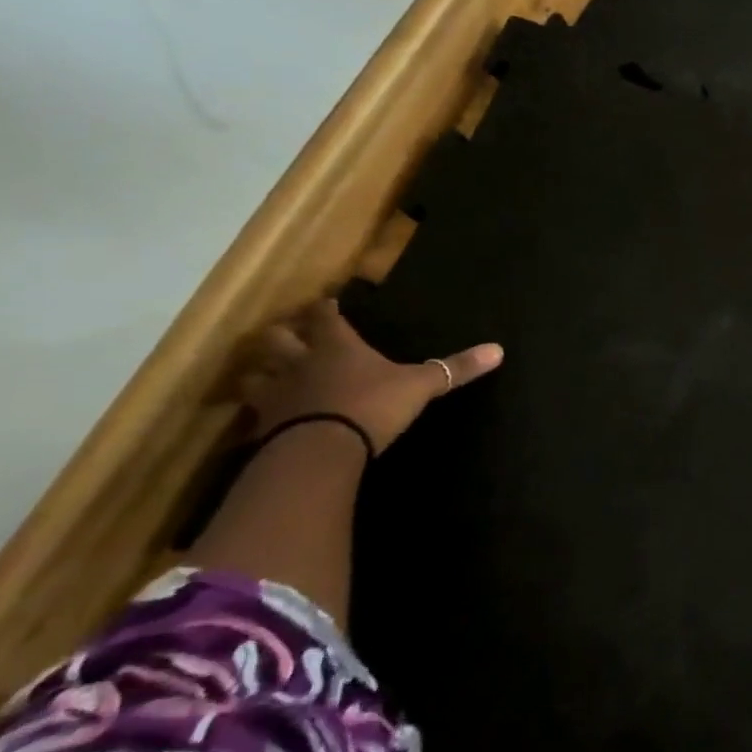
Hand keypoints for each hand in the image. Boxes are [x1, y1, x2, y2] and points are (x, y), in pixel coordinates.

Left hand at [238, 298, 504, 453]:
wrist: (323, 448)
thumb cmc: (373, 405)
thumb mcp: (421, 386)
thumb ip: (455, 369)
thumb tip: (498, 350)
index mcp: (338, 347)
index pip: (326, 317)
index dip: (326, 309)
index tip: (326, 303)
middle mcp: (301, 362)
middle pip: (277, 338)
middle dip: (282, 334)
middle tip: (290, 335)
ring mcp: (277, 393)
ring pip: (255, 373)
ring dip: (261, 372)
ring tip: (270, 375)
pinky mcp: (262, 425)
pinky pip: (253, 413)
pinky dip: (258, 411)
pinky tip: (266, 417)